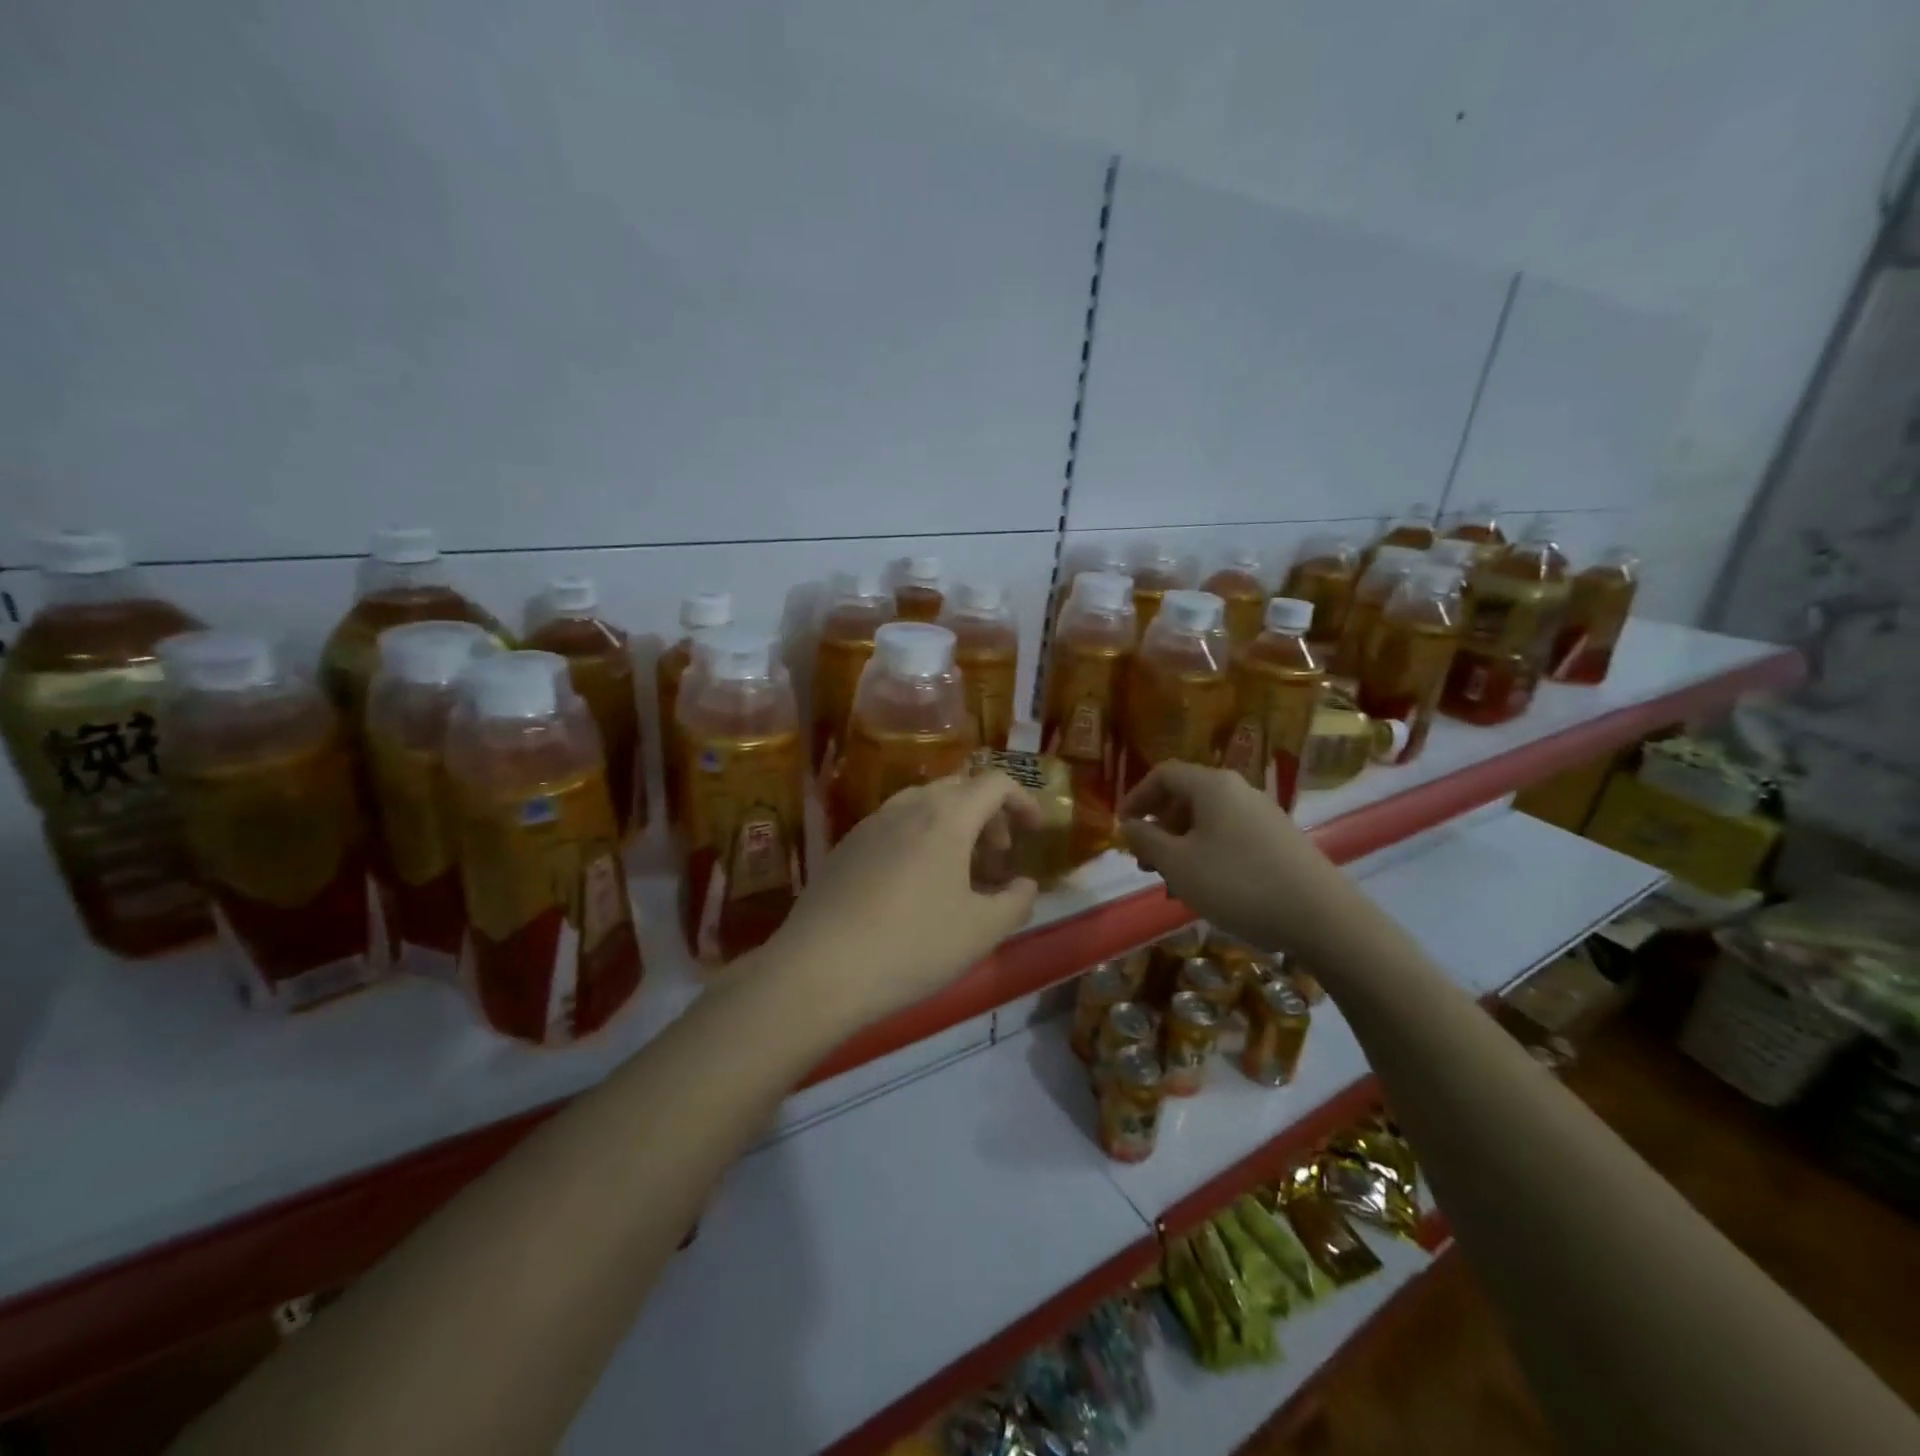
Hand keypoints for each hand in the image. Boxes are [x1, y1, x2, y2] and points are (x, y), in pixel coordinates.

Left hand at [764, 772, 1042, 1028]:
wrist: (819, 969)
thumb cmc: (913, 946)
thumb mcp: (981, 932)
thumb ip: (1016, 902)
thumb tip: (1024, 885)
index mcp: (947, 816)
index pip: (995, 783)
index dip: (1022, 801)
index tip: (1035, 831)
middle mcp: (907, 806)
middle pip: (959, 788)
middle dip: (988, 814)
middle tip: (998, 856)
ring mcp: (871, 823)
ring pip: (924, 805)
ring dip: (952, 825)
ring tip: (959, 870)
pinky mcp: (846, 846)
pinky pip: (895, 825)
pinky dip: (920, 838)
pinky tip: (915, 884)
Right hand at [1120, 761, 1353, 955]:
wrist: (1321, 917)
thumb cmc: (1237, 883)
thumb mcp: (1178, 864)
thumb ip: (1146, 841)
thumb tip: (1129, 826)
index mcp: (1213, 786)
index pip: (1163, 774)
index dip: (1136, 797)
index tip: (1122, 828)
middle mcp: (1239, 791)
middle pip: (1186, 797)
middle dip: (1158, 827)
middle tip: (1144, 862)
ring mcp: (1263, 816)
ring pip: (1208, 821)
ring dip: (1181, 846)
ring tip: (1172, 884)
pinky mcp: (1279, 841)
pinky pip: (1230, 838)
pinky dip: (1207, 855)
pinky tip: (1206, 890)